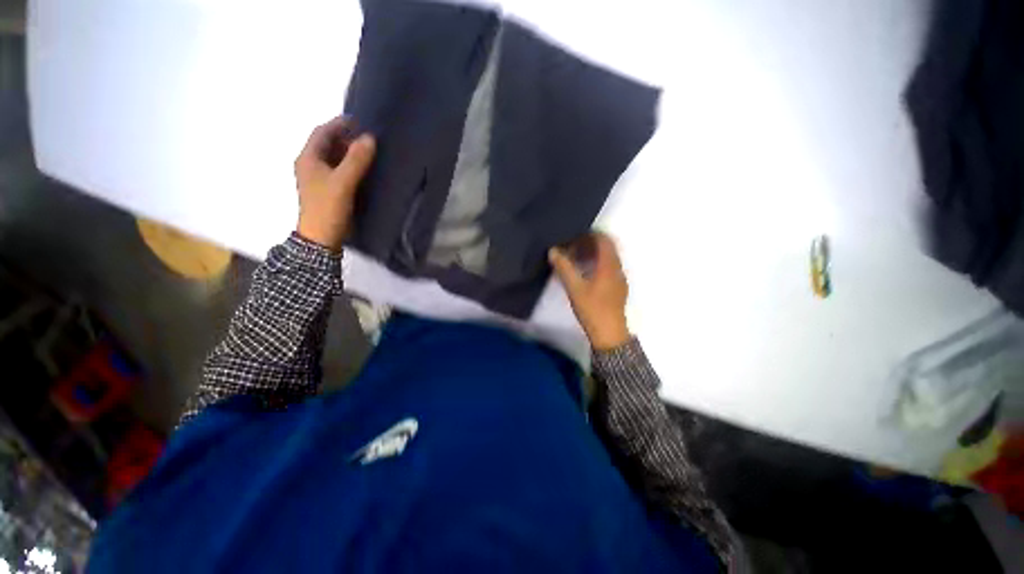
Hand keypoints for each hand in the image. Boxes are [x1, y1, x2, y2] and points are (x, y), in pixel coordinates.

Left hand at [294, 117, 375, 251]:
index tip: (359, 121)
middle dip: (347, 138)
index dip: (339, 124)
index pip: (322, 132)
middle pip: (328, 144)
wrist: (321, 237)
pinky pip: (340, 171)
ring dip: (350, 153)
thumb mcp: (343, 182)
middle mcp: (312, 165)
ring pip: (335, 158)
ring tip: (371, 152)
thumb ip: (356, 160)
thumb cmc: (328, 207)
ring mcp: (320, 178)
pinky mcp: (329, 190)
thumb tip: (370, 138)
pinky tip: (365, 170)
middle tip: (369, 138)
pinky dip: (352, 166)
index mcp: (308, 158)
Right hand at [549, 232, 630, 350]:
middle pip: (607, 247)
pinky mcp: (618, 287)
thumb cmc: (592, 308)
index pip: (604, 240)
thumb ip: (564, 267)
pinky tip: (584, 274)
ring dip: (593, 255)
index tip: (574, 237)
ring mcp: (620, 278)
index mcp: (609, 265)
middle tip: (572, 248)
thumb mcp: (574, 287)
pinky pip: (609, 268)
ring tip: (575, 260)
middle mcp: (618, 268)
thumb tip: (553, 251)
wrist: (609, 333)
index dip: (590, 235)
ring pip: (608, 258)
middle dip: (590, 244)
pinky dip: (597, 264)